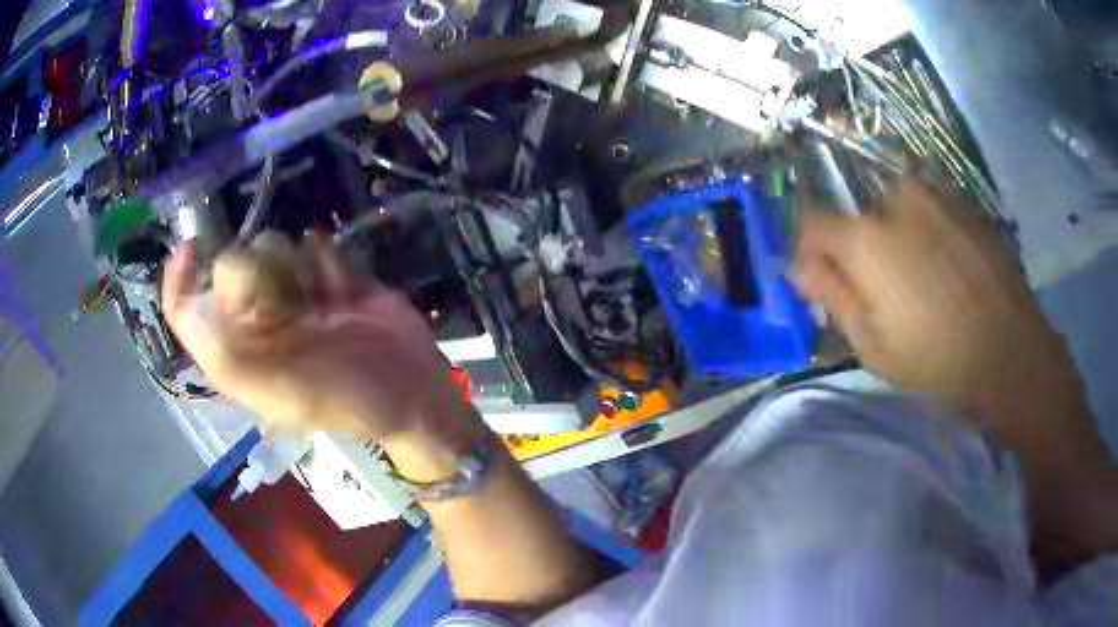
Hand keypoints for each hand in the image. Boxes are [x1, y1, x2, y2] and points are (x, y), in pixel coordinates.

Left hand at [161, 231, 474, 441]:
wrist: (412, 391)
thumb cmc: (343, 398)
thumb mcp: (276, 391)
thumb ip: (227, 350)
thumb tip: (211, 278)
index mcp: (234, 351)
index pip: (185, 308)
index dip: (180, 276)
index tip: (194, 245)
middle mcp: (254, 320)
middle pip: (234, 262)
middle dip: (263, 274)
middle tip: (293, 308)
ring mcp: (291, 295)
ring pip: (274, 245)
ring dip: (299, 268)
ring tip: (325, 305)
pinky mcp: (326, 277)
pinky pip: (314, 243)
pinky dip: (329, 262)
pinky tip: (346, 292)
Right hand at [795, 181, 1102, 463]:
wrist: (1013, 354)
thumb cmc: (938, 362)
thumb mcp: (872, 346)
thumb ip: (832, 296)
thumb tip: (803, 266)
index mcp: (866, 237)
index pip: (813, 225)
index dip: (811, 254)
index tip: (822, 282)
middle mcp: (896, 199)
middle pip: (857, 219)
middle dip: (859, 253)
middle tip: (881, 295)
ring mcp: (935, 195)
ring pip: (894, 211)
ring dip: (894, 240)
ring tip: (919, 283)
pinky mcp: (964, 203)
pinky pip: (928, 209)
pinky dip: (925, 232)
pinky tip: (946, 271)